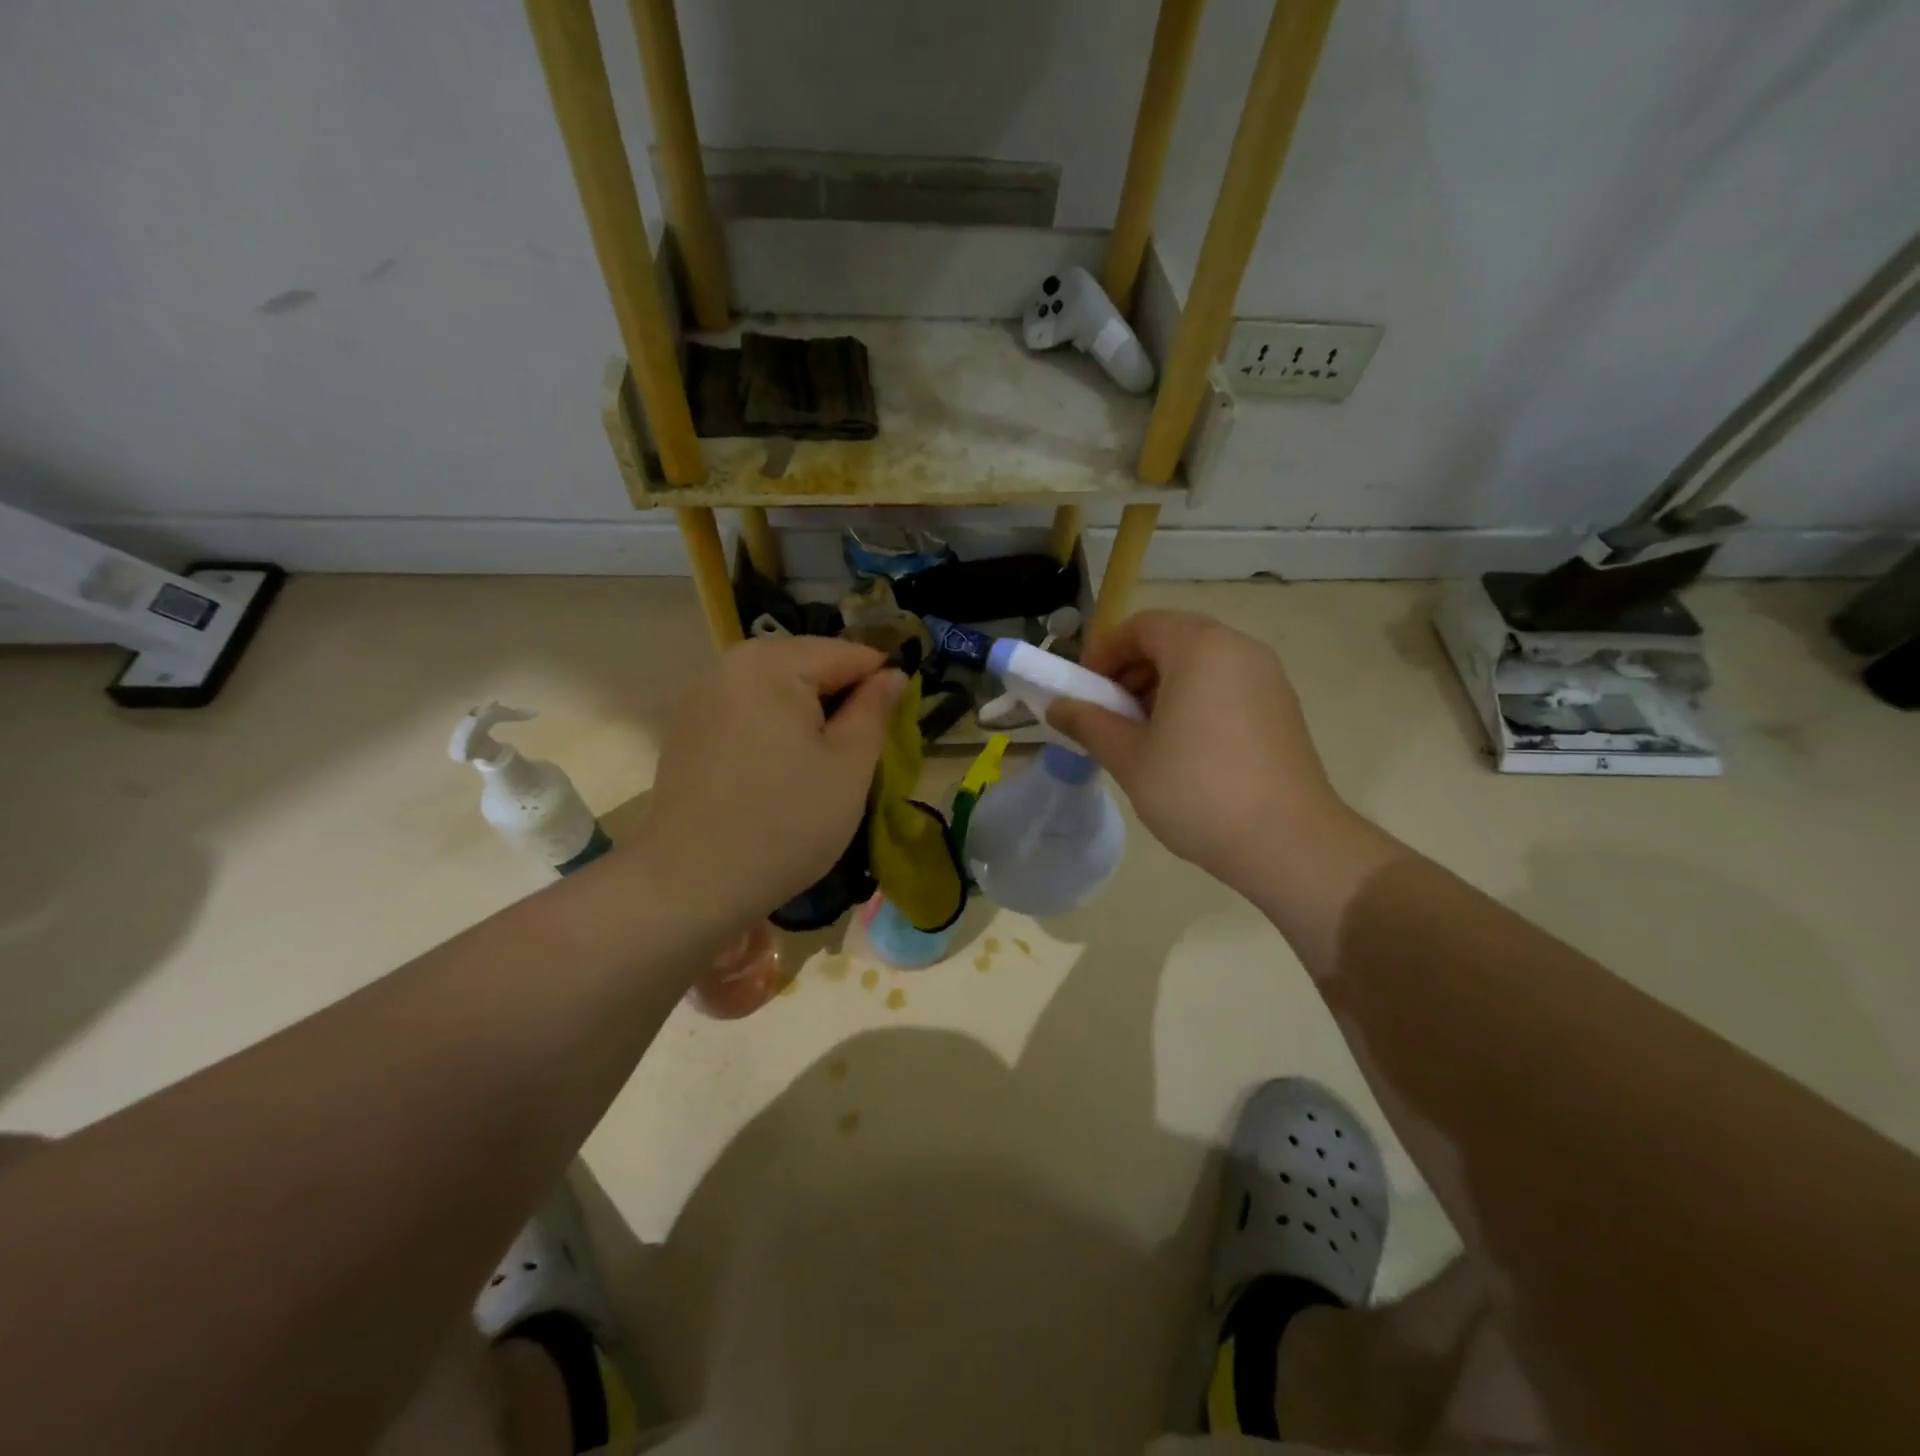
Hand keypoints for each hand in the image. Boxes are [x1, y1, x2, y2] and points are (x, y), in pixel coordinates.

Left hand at [642, 636, 903, 924]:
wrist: (690, 886)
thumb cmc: (785, 824)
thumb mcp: (849, 767)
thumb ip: (875, 710)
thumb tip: (892, 675)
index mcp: (771, 663)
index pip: (849, 655)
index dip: (882, 687)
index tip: (894, 731)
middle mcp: (728, 666)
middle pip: (809, 668)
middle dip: (841, 703)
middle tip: (858, 756)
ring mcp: (700, 699)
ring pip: (778, 693)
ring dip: (808, 720)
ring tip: (821, 769)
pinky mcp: (686, 732)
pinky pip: (748, 715)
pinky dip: (774, 733)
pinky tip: (779, 776)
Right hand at [1047, 611, 1357, 894]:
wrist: (1288, 843)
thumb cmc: (1197, 791)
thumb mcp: (1129, 757)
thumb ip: (1088, 723)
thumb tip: (1056, 706)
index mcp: (1200, 648)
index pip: (1140, 626)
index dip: (1103, 653)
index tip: (1083, 692)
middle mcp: (1238, 649)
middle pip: (1171, 639)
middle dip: (1130, 671)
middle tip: (1108, 714)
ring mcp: (1267, 677)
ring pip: (1199, 664)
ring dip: (1160, 687)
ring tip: (1141, 735)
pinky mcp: (1281, 707)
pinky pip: (1225, 685)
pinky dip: (1193, 700)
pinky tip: (1181, 747)